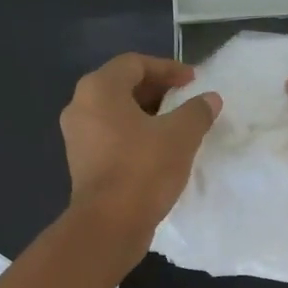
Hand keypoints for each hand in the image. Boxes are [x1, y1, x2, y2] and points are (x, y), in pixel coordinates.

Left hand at [61, 53, 220, 245]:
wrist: (109, 224)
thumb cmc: (143, 169)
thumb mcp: (180, 136)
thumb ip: (197, 111)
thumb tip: (210, 98)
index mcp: (99, 89)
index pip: (135, 63)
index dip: (167, 68)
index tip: (193, 81)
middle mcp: (80, 106)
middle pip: (122, 86)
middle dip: (157, 90)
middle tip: (185, 100)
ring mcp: (77, 136)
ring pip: (116, 113)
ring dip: (146, 115)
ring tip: (176, 126)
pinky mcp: (82, 163)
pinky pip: (111, 136)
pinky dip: (134, 135)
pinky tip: (158, 150)